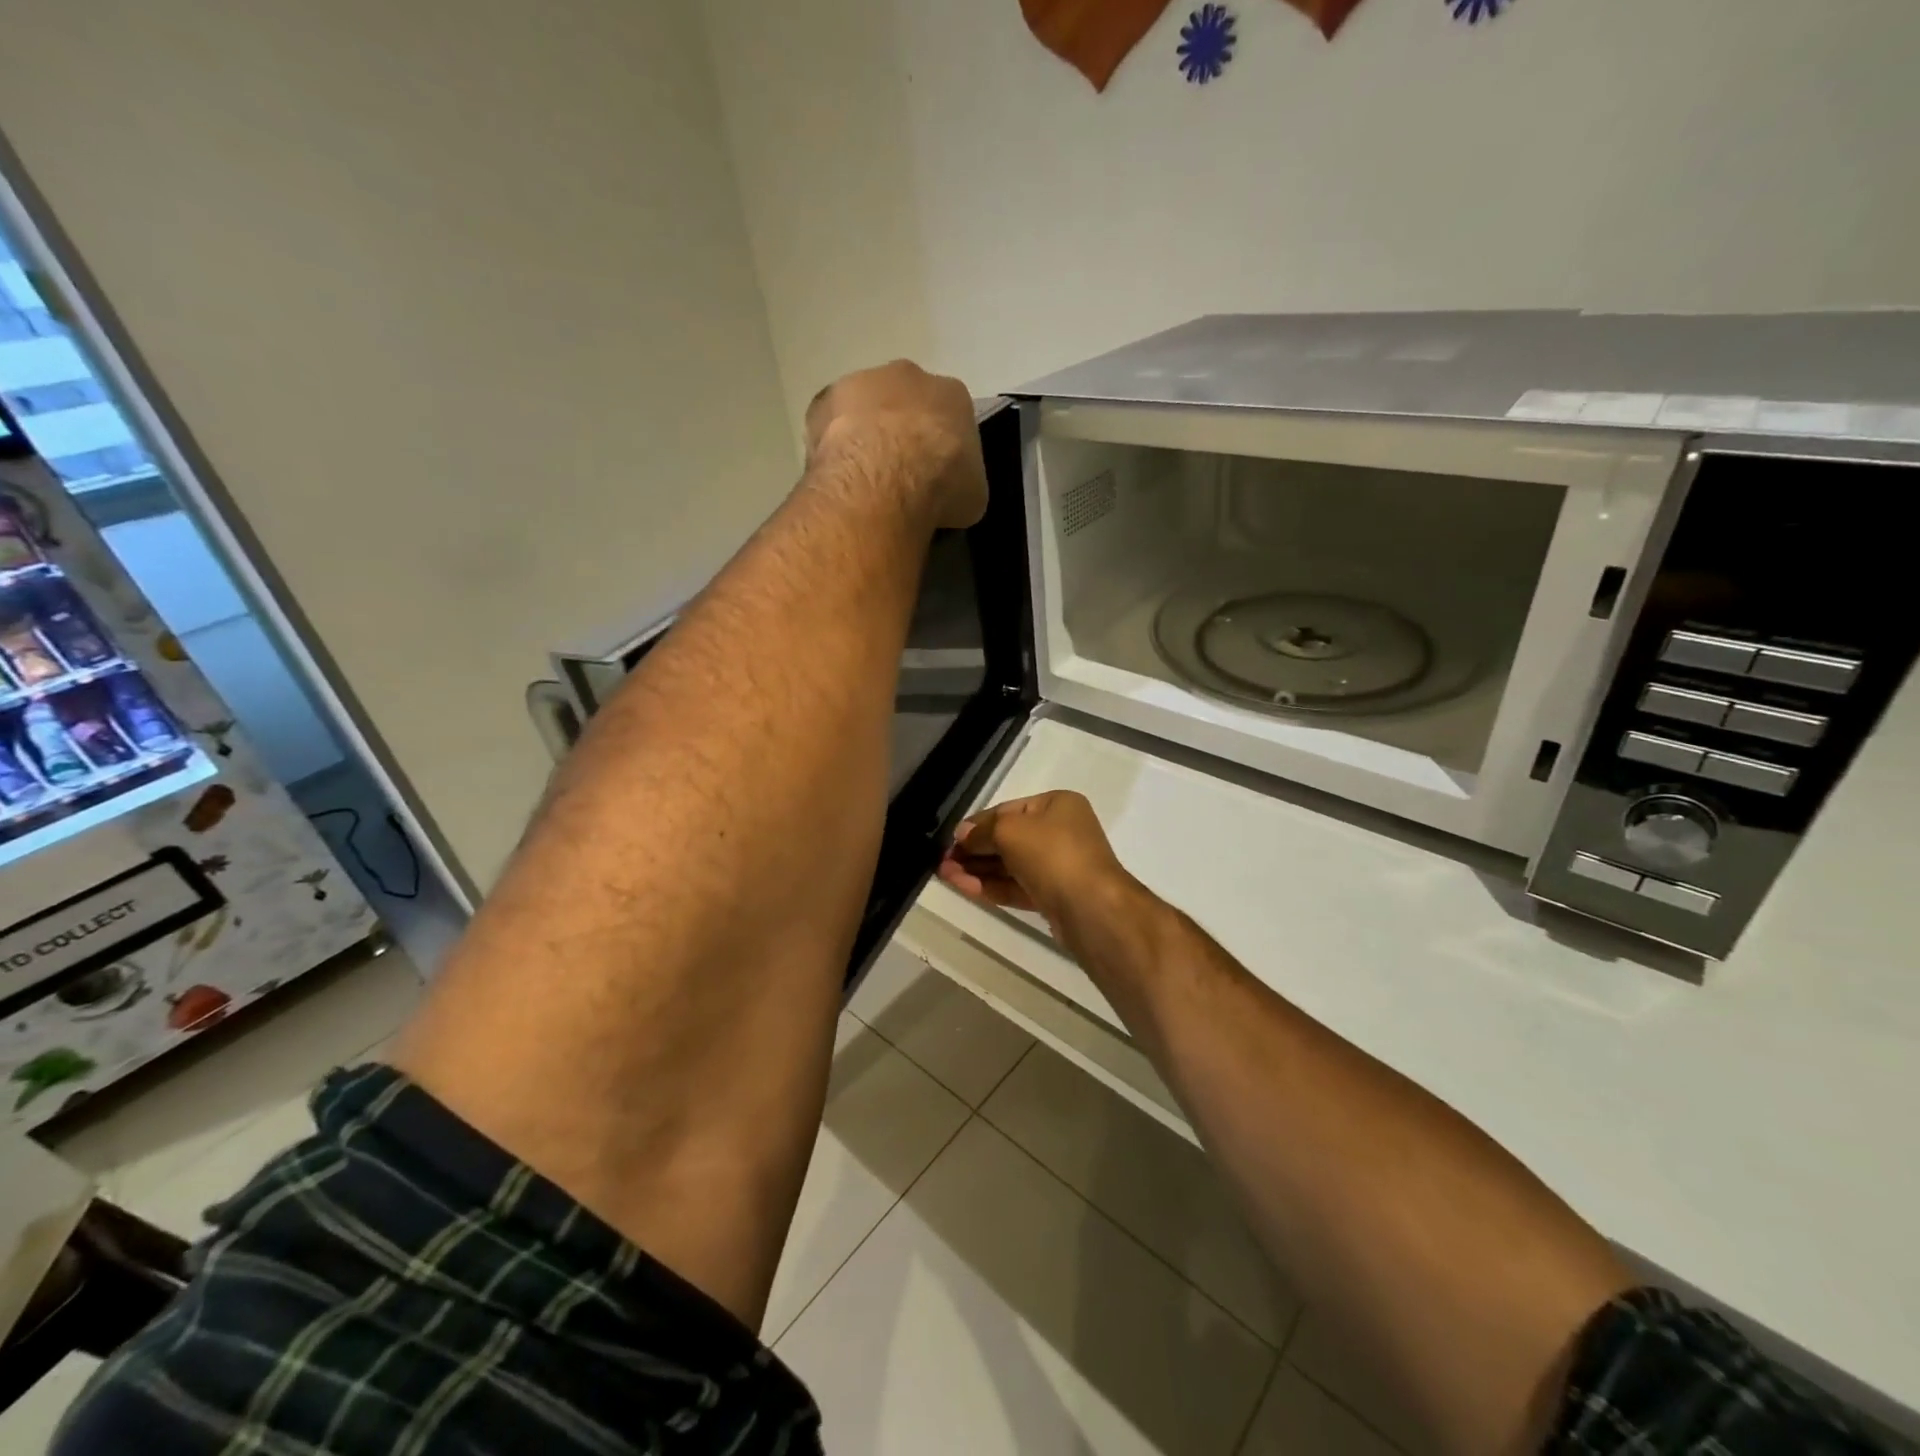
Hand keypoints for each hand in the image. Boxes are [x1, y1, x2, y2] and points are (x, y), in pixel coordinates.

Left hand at [805, 361, 987, 530]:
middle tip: (896, 473)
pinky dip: (833, 447)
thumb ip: (960, 482)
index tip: (934, 474)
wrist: (886, 478)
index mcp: (951, 394)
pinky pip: (829, 426)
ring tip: (862, 479)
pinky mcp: (822, 401)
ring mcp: (861, 382)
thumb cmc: (942, 485)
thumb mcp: (972, 495)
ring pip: (864, 408)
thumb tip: (949, 493)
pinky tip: (837, 477)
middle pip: (904, 402)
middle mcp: (908, 375)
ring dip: (863, 435)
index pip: (948, 415)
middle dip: (899, 432)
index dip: (940, 447)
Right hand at [937, 791, 1147, 937]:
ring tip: (944, 875)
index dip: (977, 823)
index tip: (951, 838)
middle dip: (974, 850)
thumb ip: (983, 831)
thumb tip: (963, 834)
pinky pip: (1016, 886)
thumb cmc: (1053, 854)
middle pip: (1008, 838)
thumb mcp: (1010, 830)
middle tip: (943, 861)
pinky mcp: (1053, 896)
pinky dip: (990, 886)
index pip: (1008, 810)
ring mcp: (1058, 867)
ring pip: (1010, 865)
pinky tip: (963, 887)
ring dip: (977, 869)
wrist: (1092, 908)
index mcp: (1057, 805)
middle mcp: (1060, 832)